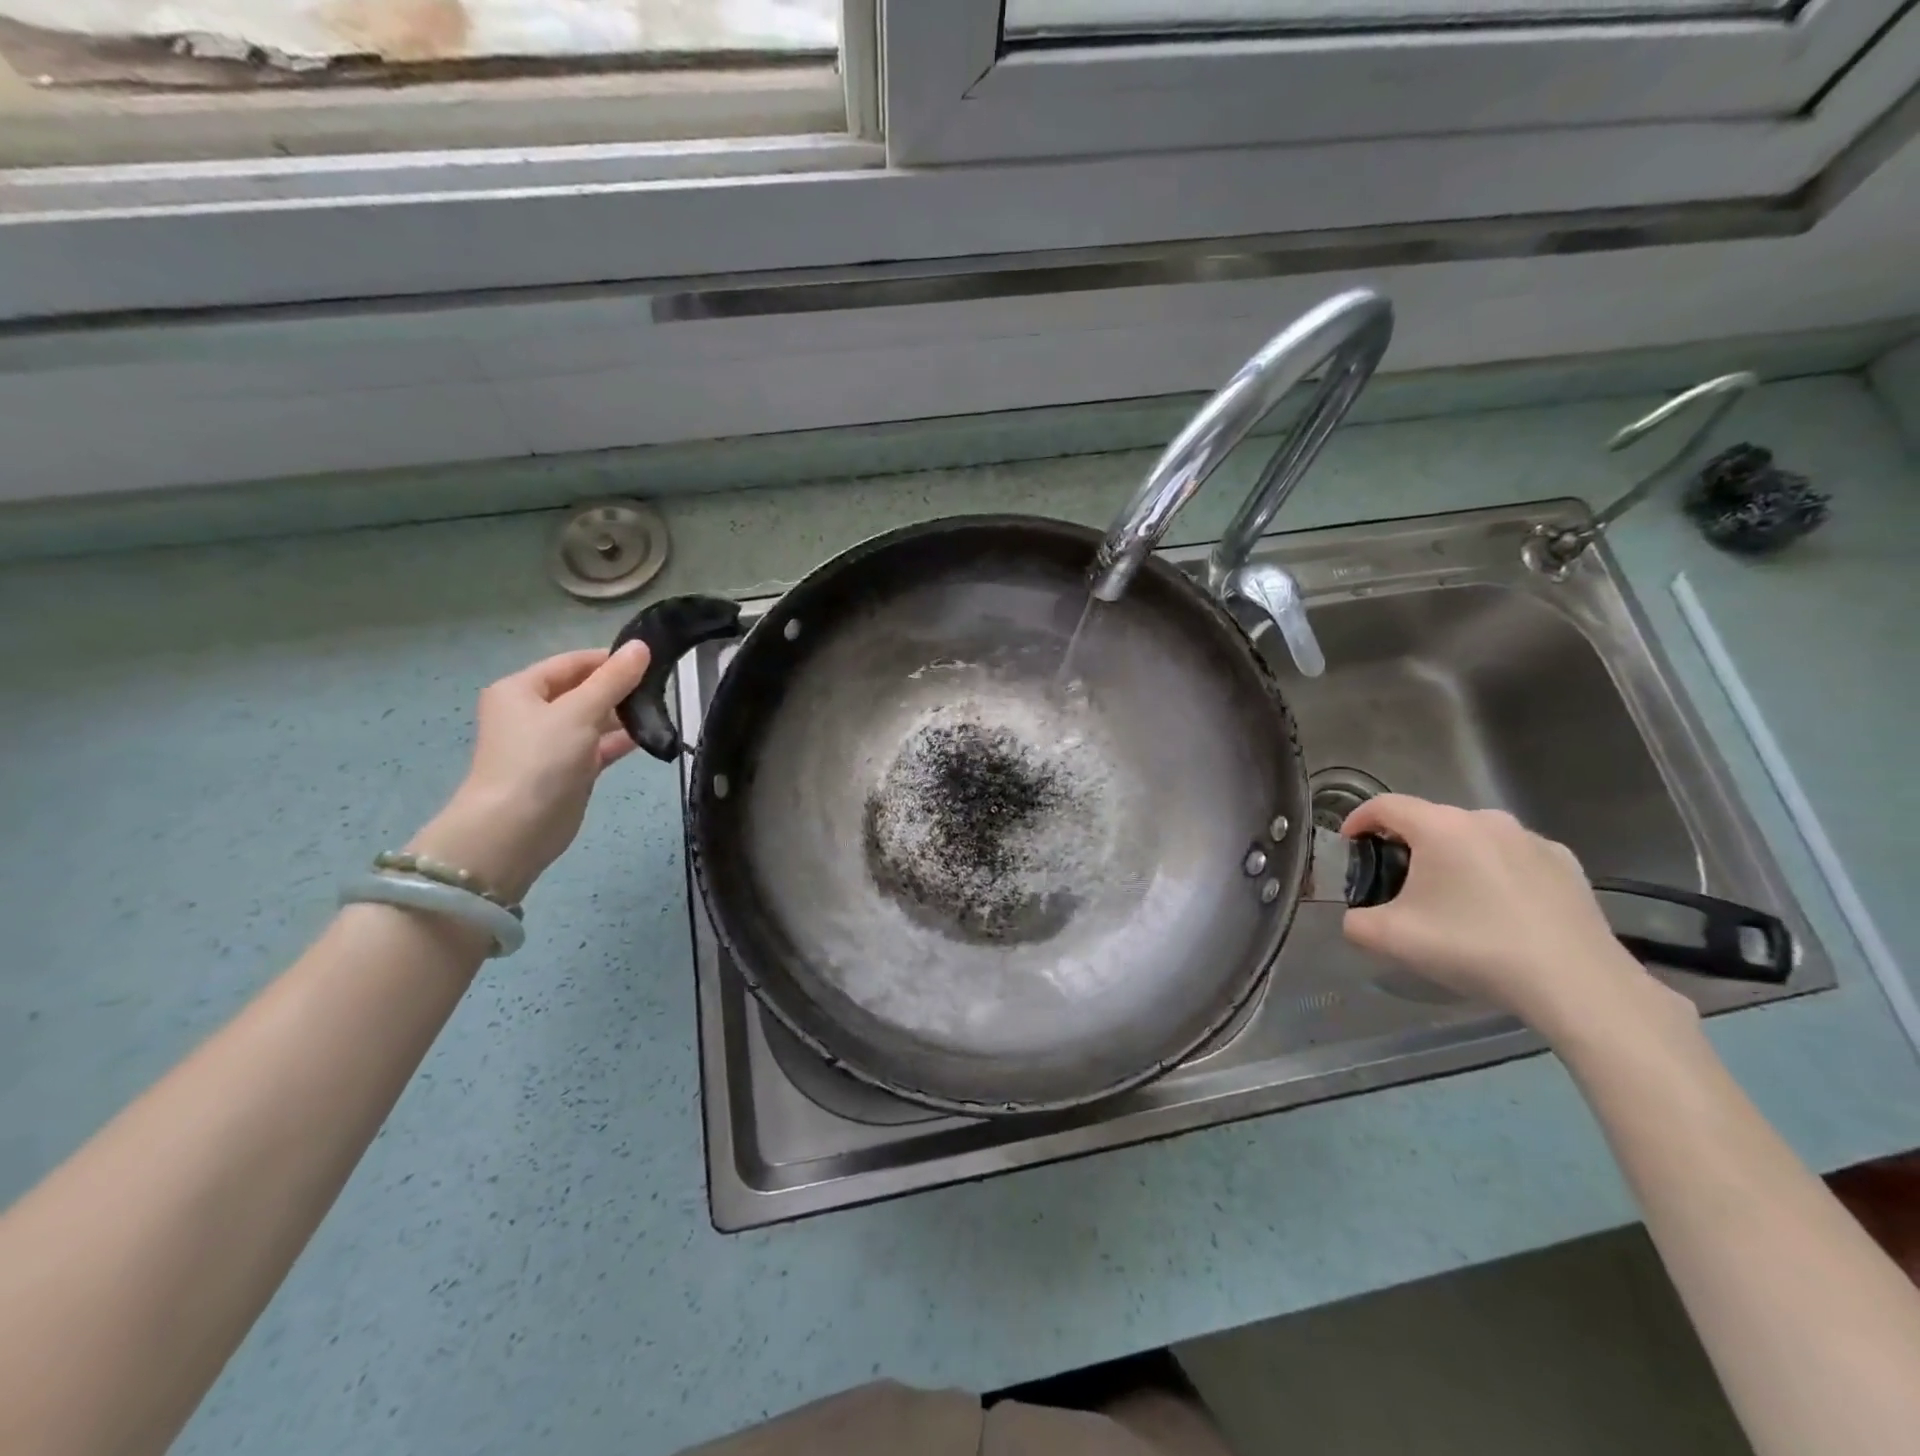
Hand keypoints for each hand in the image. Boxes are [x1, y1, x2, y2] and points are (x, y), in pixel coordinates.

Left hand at [408, 643, 651, 903]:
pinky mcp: (569, 770)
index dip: (609, 659)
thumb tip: (641, 646)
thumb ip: (613, 679)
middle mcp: (533, 712)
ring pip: (593, 719)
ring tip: (663, 709)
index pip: (571, 662)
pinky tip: (652, 736)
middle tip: (663, 686)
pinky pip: (599, 746)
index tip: (651, 660)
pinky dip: (622, 740)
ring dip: (623, 714)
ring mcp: (551, 743)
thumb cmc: (540, 759)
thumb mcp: (579, 712)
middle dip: (619, 687)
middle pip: (583, 689)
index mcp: (521, 689)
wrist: (515, 828)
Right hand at [1339, 794, 1691, 1032]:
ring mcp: (1531, 839)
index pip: (1385, 805)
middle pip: (1430, 820)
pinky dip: (1495, 872)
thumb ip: (1356, 921)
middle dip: (1406, 844)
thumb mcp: (1391, 939)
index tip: (1349, 843)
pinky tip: (1499, 909)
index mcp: (1440, 827)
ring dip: (1453, 857)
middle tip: (1397, 881)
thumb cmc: (1474, 947)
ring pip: (1474, 838)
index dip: (1358, 819)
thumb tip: (1357, 917)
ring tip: (1451, 897)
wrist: (1576, 983)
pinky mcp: (1566, 864)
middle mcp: (1486, 820)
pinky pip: (1513, 857)